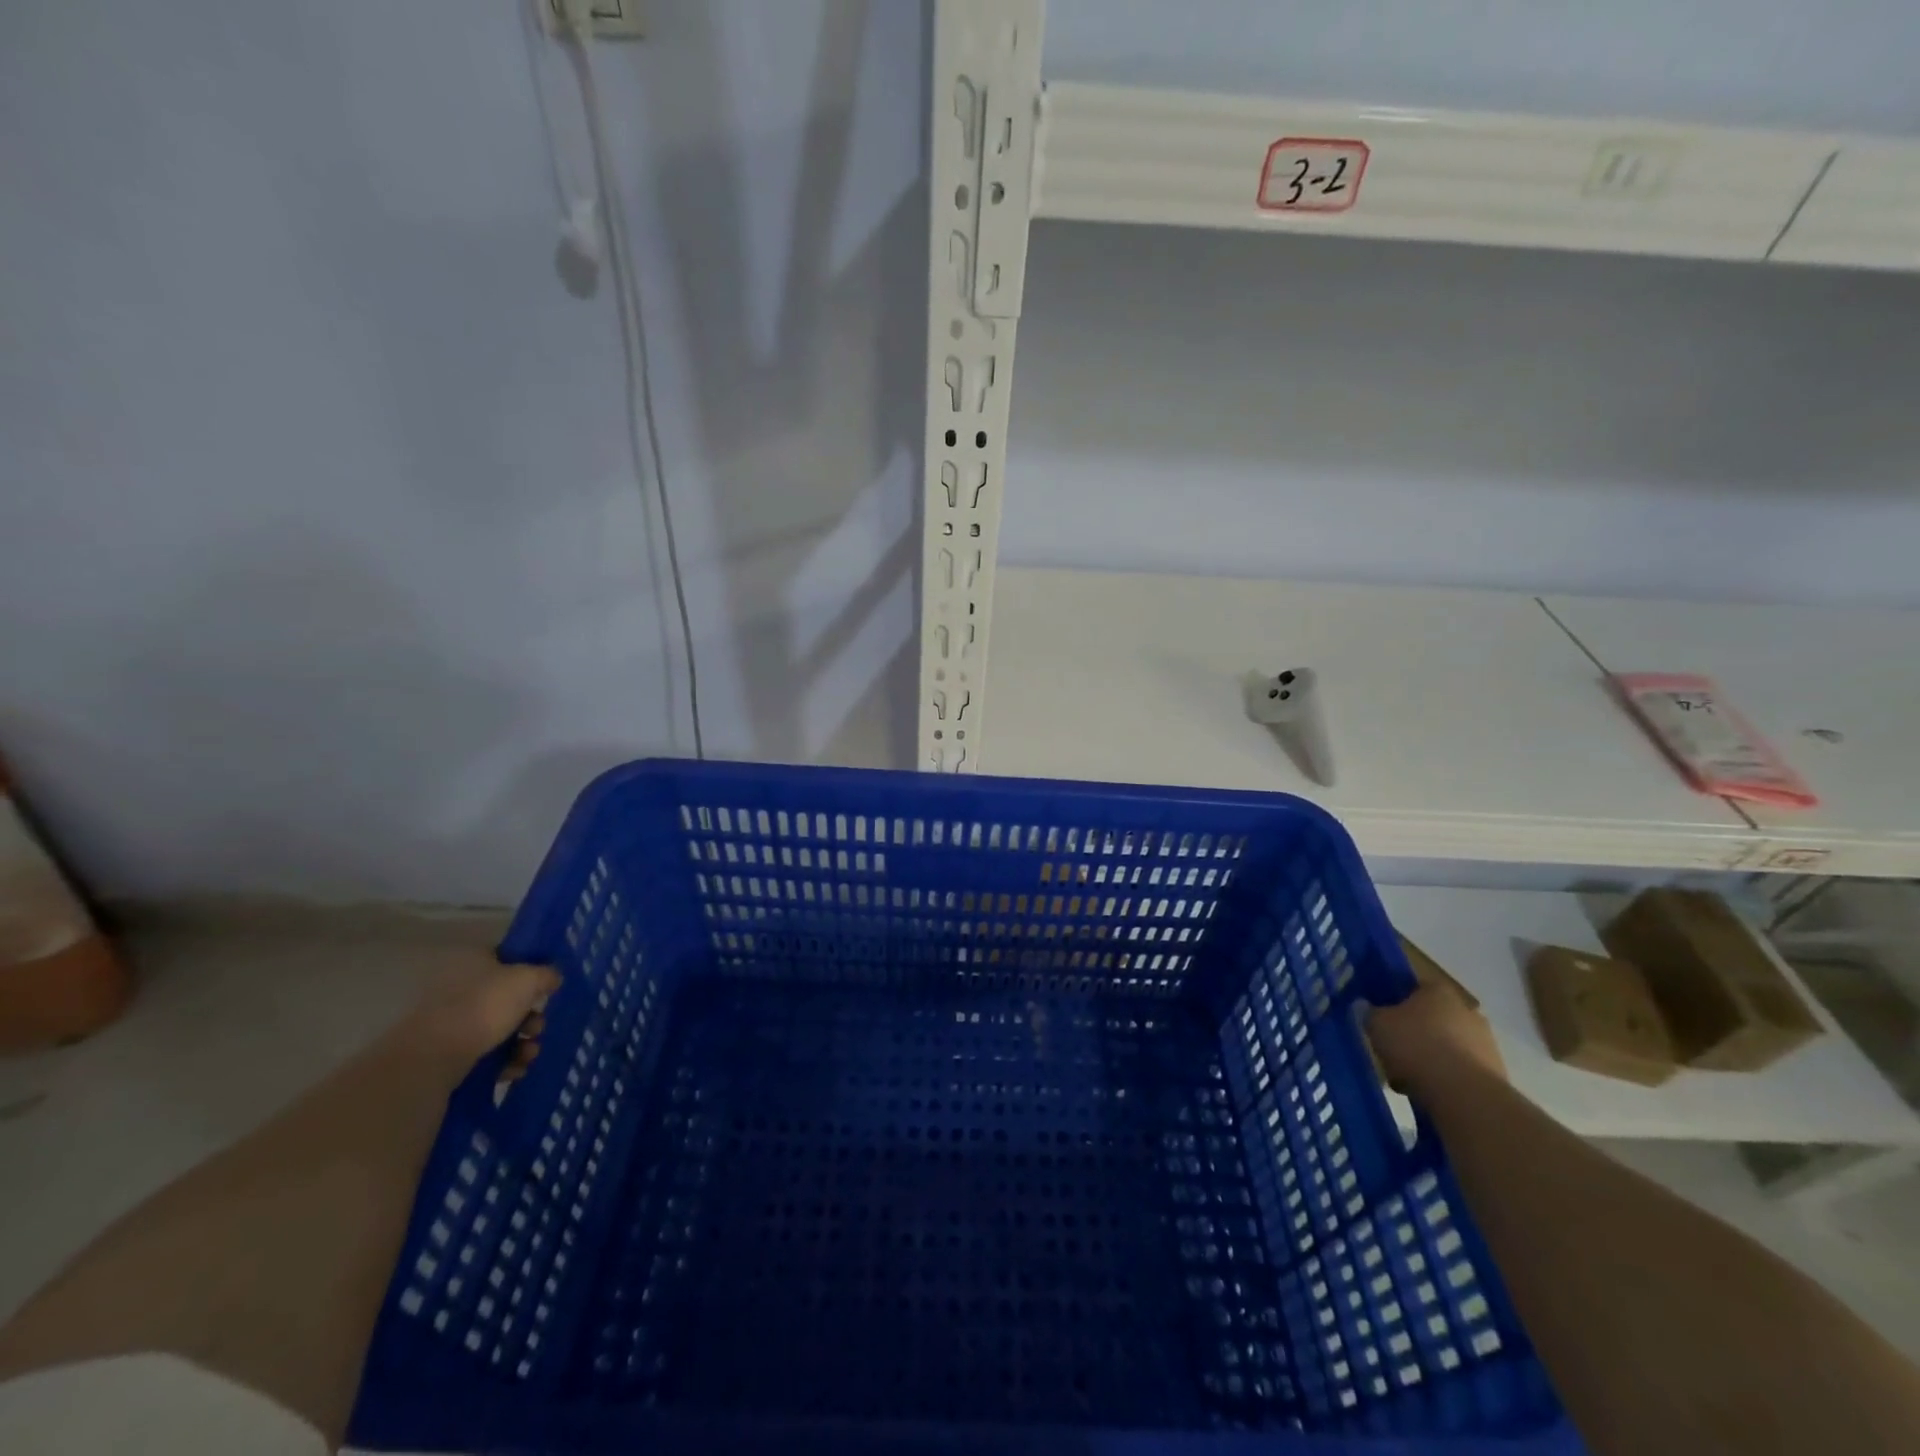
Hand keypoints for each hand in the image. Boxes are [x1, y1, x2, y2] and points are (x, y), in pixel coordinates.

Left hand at [398, 951, 560, 1079]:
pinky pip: (484, 1053)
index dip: (531, 971)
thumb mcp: (528, 980)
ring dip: (521, 1042)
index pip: (507, 958)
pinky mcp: (445, 1053)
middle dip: (530, 1016)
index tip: (547, 988)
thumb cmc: (484, 1007)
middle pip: (506, 998)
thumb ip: (546, 974)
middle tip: (539, 1027)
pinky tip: (515, 1071)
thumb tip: (553, 977)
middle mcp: (458, 987)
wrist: (432, 1058)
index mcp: (473, 961)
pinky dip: (503, 1061)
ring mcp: (450, 1022)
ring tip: (529, 1054)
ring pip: (498, 1028)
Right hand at [1366, 979, 1504, 1102]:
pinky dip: (1446, 1078)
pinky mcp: (1495, 1072)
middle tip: (1393, 1051)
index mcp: (1438, 990)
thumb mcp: (1377, 1024)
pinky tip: (1428, 1093)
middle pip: (1432, 1018)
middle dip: (1414, 1033)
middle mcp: (1466, 1010)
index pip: (1413, 987)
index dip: (1395, 1002)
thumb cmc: (1415, 1046)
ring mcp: (1486, 1042)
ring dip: (1430, 1058)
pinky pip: (1461, 1070)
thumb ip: (1368, 1012)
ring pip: (1447, 1046)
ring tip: (1407, 1079)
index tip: (1382, 1019)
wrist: (1464, 1094)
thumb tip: (1364, 1007)